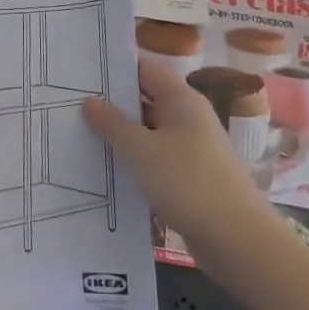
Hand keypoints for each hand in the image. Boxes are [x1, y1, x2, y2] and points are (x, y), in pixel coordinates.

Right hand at [84, 58, 266, 279]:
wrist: (238, 241)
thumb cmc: (188, 182)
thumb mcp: (141, 150)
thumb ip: (112, 123)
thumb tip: (90, 100)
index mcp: (181, 99)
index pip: (143, 69)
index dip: (114, 68)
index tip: (80, 72)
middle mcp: (187, 117)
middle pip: (144, 99)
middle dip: (111, 103)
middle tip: (70, 104)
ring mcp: (190, 148)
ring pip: (147, 132)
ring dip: (119, 135)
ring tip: (79, 134)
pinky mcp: (188, 177)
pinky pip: (154, 158)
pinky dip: (133, 160)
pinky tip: (105, 168)